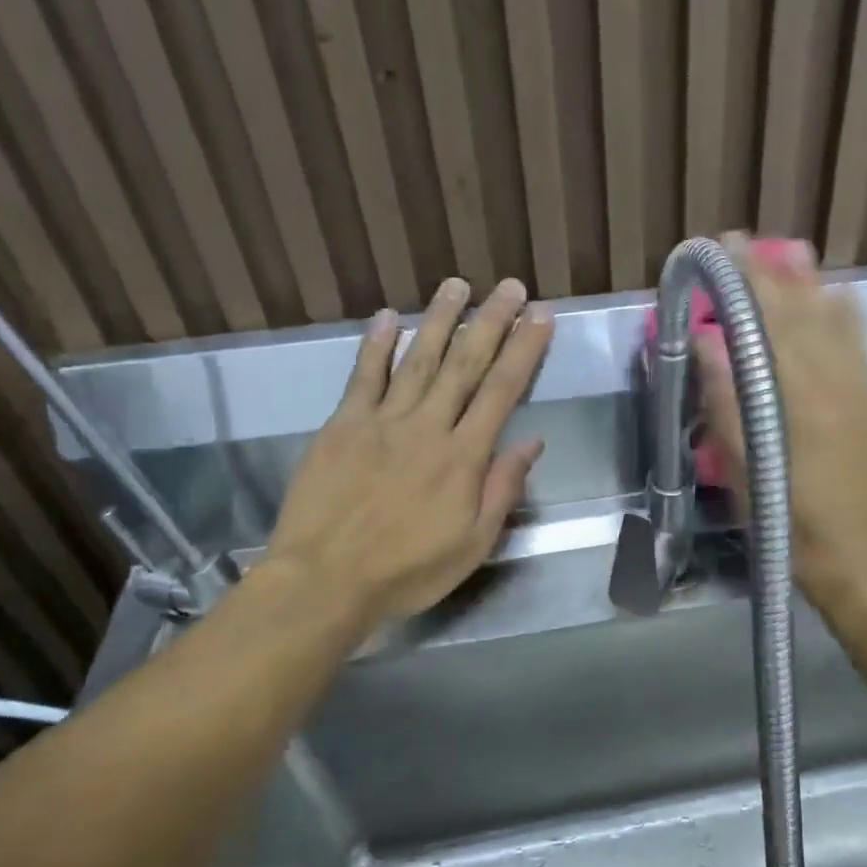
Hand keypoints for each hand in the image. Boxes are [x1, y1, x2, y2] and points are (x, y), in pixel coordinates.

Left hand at [265, 276, 552, 627]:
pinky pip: (363, 377)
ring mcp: (382, 421)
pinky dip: (375, 345)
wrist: (325, 581)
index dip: (525, 350)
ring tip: (457, 285)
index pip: (503, 391)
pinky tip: (388, 316)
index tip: (541, 316)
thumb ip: (502, 489)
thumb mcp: (473, 544)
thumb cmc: (408, 571)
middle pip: (465, 364)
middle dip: (491, 322)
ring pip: (417, 360)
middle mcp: (427, 427)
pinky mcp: (342, 425)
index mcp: (463, 457)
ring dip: (439, 319)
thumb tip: (531, 442)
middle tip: (509, 286)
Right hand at [695, 234, 866, 610]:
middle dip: (773, 273)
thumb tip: (708, 342)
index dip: (747, 282)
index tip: (724, 250)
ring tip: (790, 255)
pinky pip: (861, 345)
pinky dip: (844, 314)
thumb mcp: (748, 473)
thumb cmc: (793, 525)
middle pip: (803, 313)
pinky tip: (836, 297)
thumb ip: (728, 404)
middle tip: (745, 244)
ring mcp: (864, 390)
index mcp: (800, 398)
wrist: (865, 562)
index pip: (770, 323)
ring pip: (837, 322)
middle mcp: (838, 382)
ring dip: (811, 284)